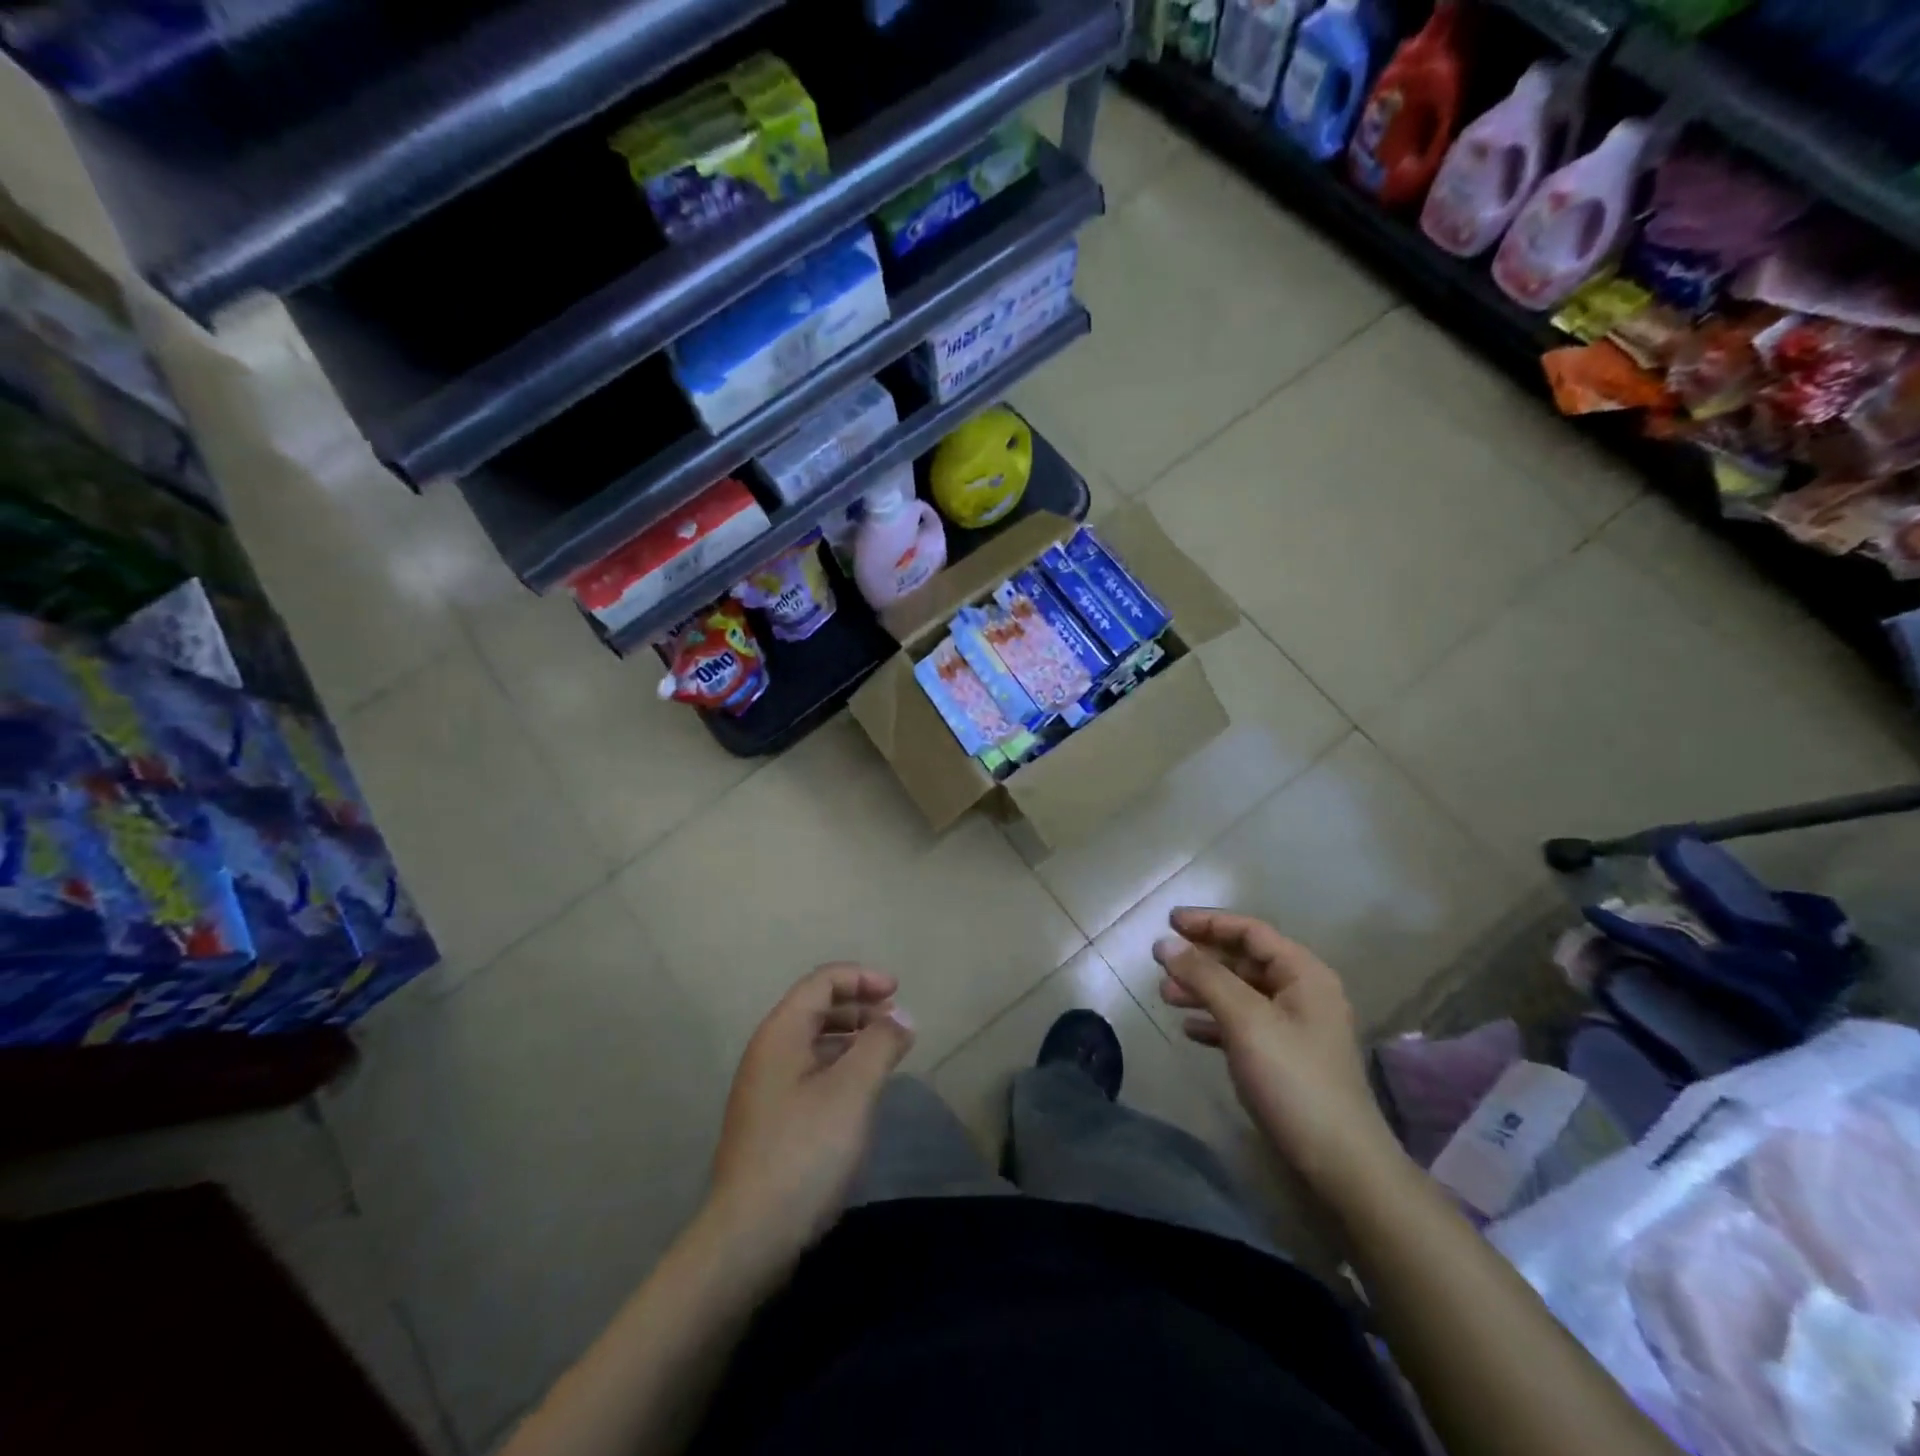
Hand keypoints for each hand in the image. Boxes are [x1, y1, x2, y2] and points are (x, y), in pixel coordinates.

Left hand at [706, 964, 913, 1263]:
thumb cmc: (805, 1151)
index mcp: (781, 1033)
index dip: (861, 977)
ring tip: (885, 1050)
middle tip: (896, 1020)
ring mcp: (765, 1087)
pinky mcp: (770, 1119)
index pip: (821, 982)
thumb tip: (901, 1017)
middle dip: (859, 1005)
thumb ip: (881, 1044)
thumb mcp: (853, 1091)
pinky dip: (839, 1064)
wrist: (749, 1236)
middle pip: (815, 1007)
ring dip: (851, 1036)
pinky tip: (861, 1089)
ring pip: (813, 1041)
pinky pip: (809, 1070)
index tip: (897, 991)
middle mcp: (768, 1051)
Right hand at [1155, 908, 1398, 1192]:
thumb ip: (1204, 976)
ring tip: (1165, 996)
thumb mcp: (1245, 1020)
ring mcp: (1295, 1027)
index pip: (1251, 931)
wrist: (1340, 1164)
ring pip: (1240, 993)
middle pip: (1244, 960)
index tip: (1168, 921)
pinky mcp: (1285, 1058)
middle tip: (1160, 963)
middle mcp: (1303, 993)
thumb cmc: (1293, 1079)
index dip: (1208, 922)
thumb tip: (1164, 943)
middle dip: (1201, 959)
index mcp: (1304, 974)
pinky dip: (1215, 1021)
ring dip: (1203, 990)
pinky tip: (1189, 1030)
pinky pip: (1243, 1024)